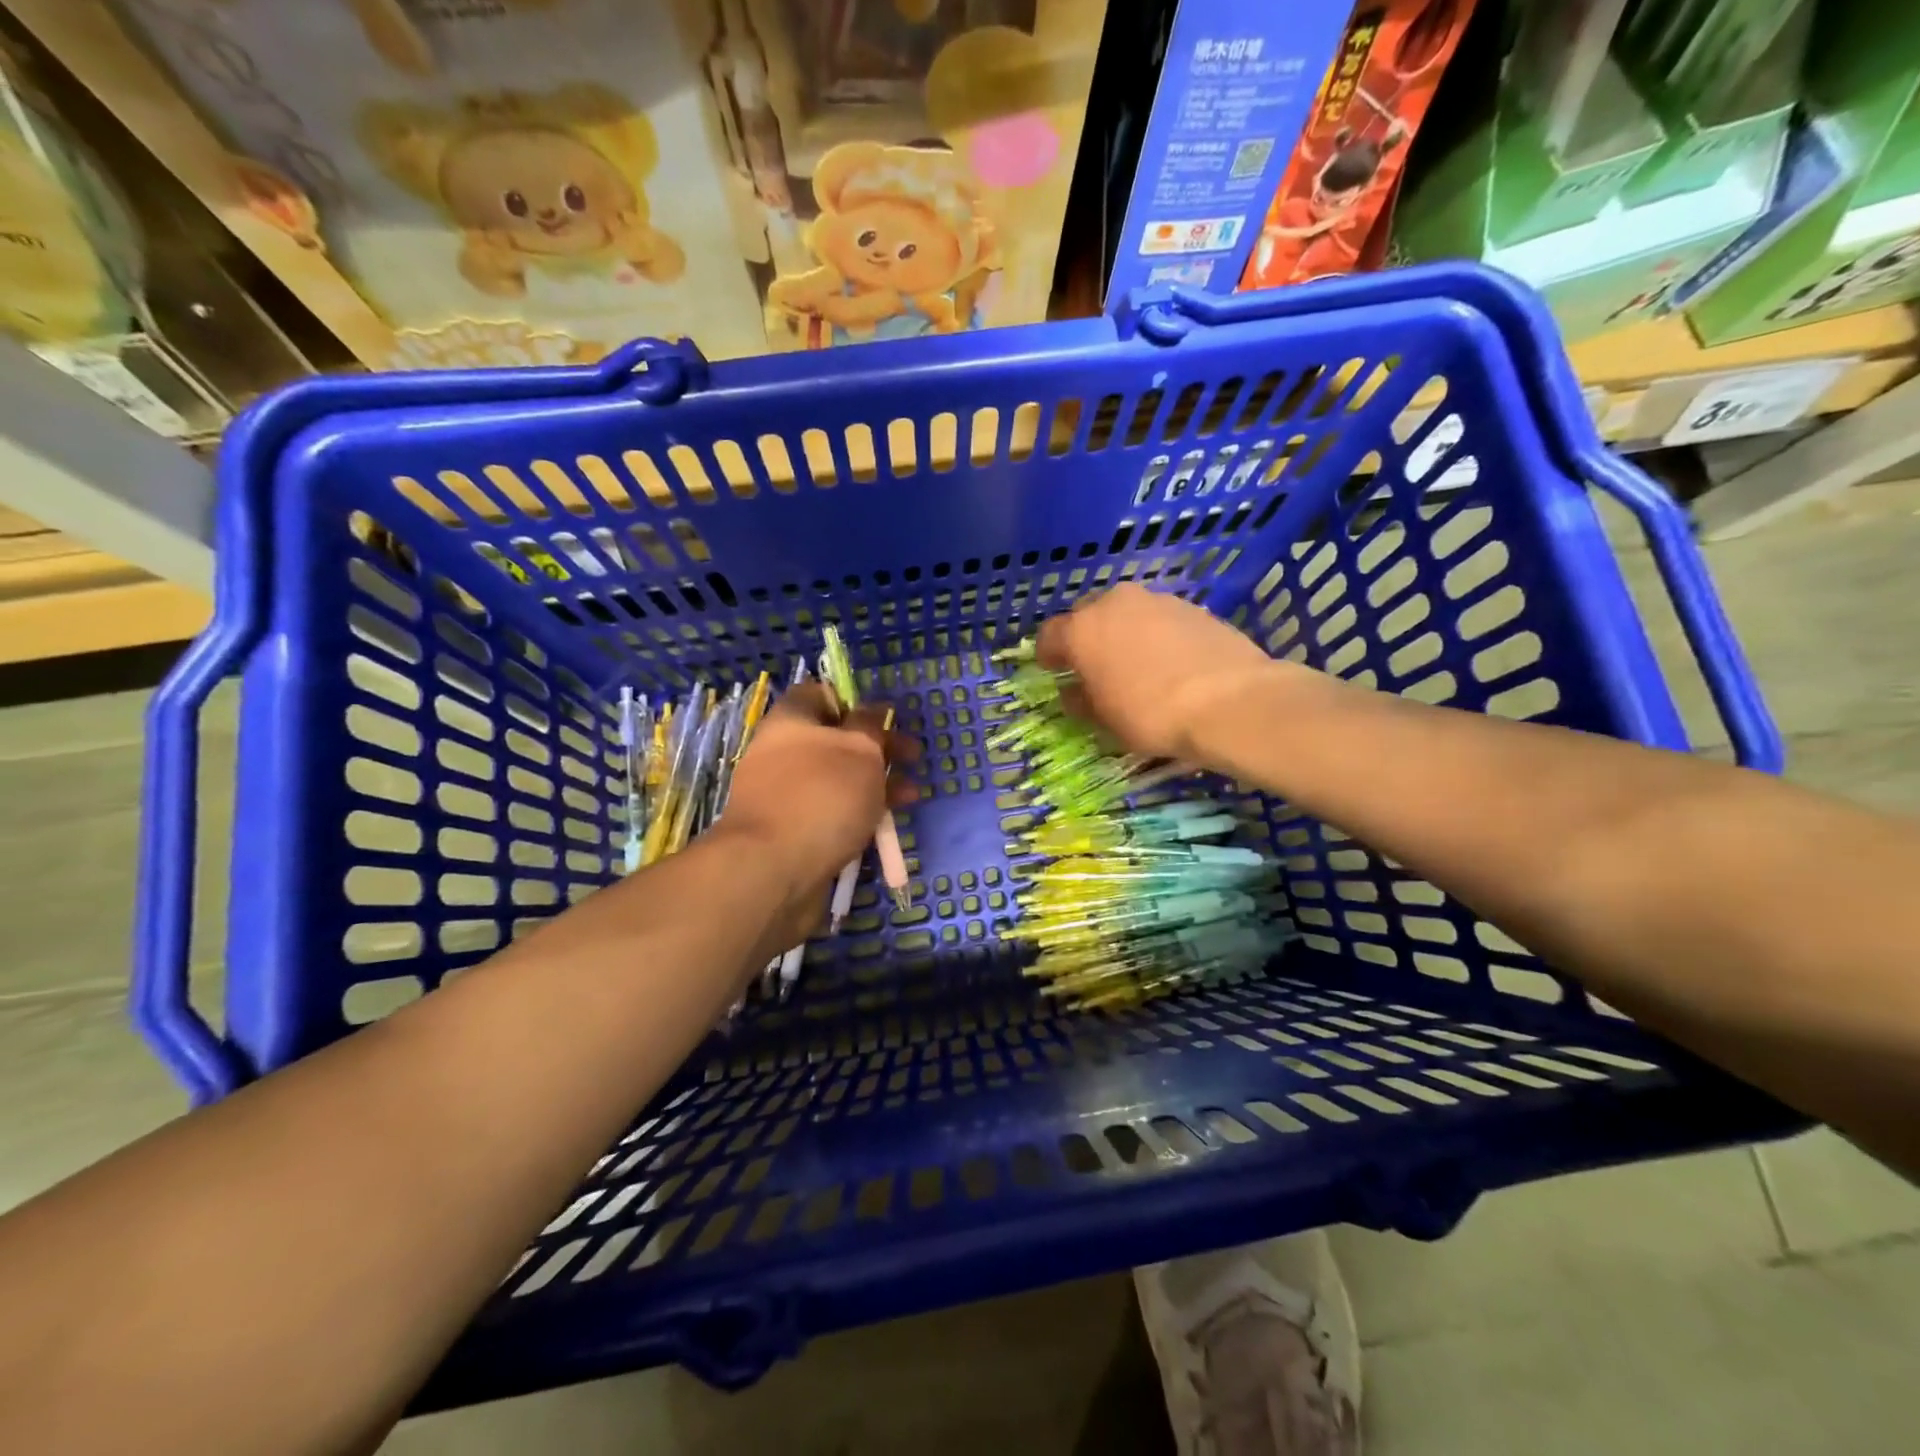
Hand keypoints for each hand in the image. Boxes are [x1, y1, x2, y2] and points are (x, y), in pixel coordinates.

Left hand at [719, 684, 919, 934]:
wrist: (772, 871)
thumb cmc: (822, 796)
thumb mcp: (860, 750)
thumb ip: (871, 725)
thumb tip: (874, 710)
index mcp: (791, 721)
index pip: (820, 694)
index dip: (855, 701)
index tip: (887, 719)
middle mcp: (783, 753)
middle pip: (835, 739)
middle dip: (879, 748)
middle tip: (913, 758)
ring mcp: (786, 796)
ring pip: (838, 780)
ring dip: (876, 784)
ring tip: (911, 797)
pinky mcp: (792, 833)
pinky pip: (831, 814)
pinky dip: (858, 816)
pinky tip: (885, 827)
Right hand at [1036, 584, 1278, 760]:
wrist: (1231, 701)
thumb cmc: (1151, 714)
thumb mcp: (1105, 721)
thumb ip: (1081, 701)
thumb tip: (1074, 692)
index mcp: (1082, 629)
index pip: (1049, 635)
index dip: (1048, 654)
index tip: (1053, 670)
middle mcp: (1115, 603)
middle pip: (1089, 615)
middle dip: (1088, 637)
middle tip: (1095, 666)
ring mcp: (1157, 601)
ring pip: (1128, 614)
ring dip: (1124, 634)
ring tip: (1137, 665)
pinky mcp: (1193, 607)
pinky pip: (1161, 620)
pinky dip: (1157, 636)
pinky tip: (1170, 663)